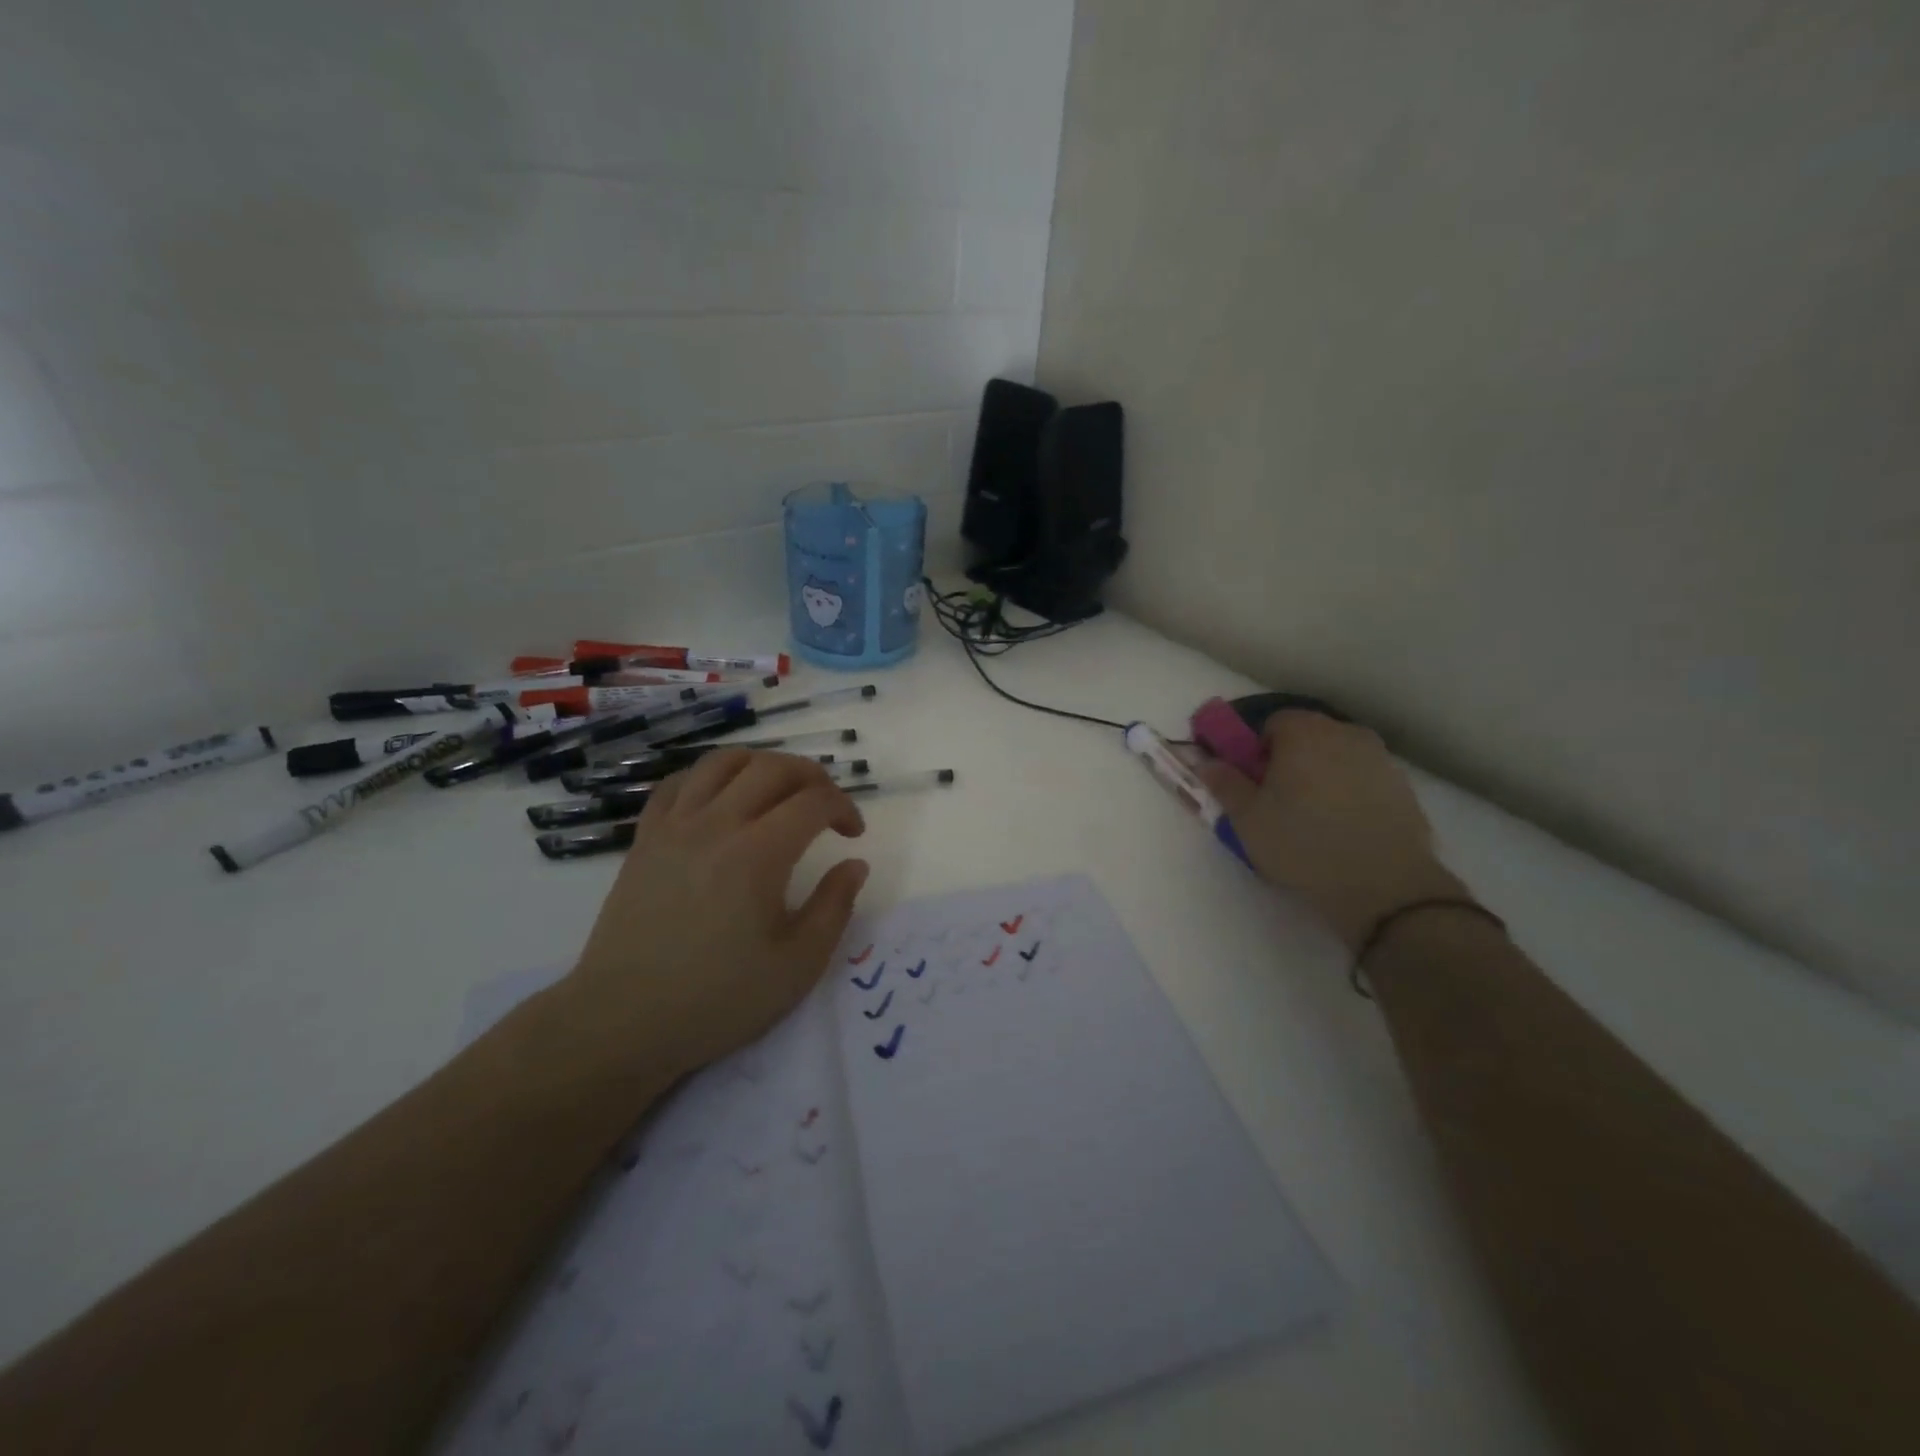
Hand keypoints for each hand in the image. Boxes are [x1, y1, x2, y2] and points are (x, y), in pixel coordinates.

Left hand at [560, 750, 869, 1080]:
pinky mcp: (645, 838)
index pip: (814, 800)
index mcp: (759, 854)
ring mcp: (675, 827)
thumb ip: (834, 907)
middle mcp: (717, 825)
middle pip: (773, 768)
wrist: (624, 1021)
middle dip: (812, 777)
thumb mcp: (798, 965)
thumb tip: (855, 864)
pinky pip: (678, 783)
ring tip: (777, 792)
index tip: (853, 835)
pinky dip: (709, 778)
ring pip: (723, 762)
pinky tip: (721, 800)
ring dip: (761, 765)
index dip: (844, 807)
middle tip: (825, 807)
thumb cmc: (718, 999)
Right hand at [1197, 712, 1467, 950]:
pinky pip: (1363, 780)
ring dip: (1322, 776)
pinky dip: (1350, 794)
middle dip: (1290, 760)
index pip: (1273, 722)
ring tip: (1313, 819)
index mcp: (1304, 733)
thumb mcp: (1247, 818)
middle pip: (1308, 736)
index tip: (1254, 782)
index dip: (1257, 750)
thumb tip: (1206, 761)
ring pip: (1338, 758)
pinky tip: (1344, 830)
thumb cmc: (1302, 844)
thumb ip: (1224, 783)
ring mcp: (1380, 759)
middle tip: (1278, 801)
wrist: (1384, 886)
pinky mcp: (1403, 788)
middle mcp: (1345, 734)